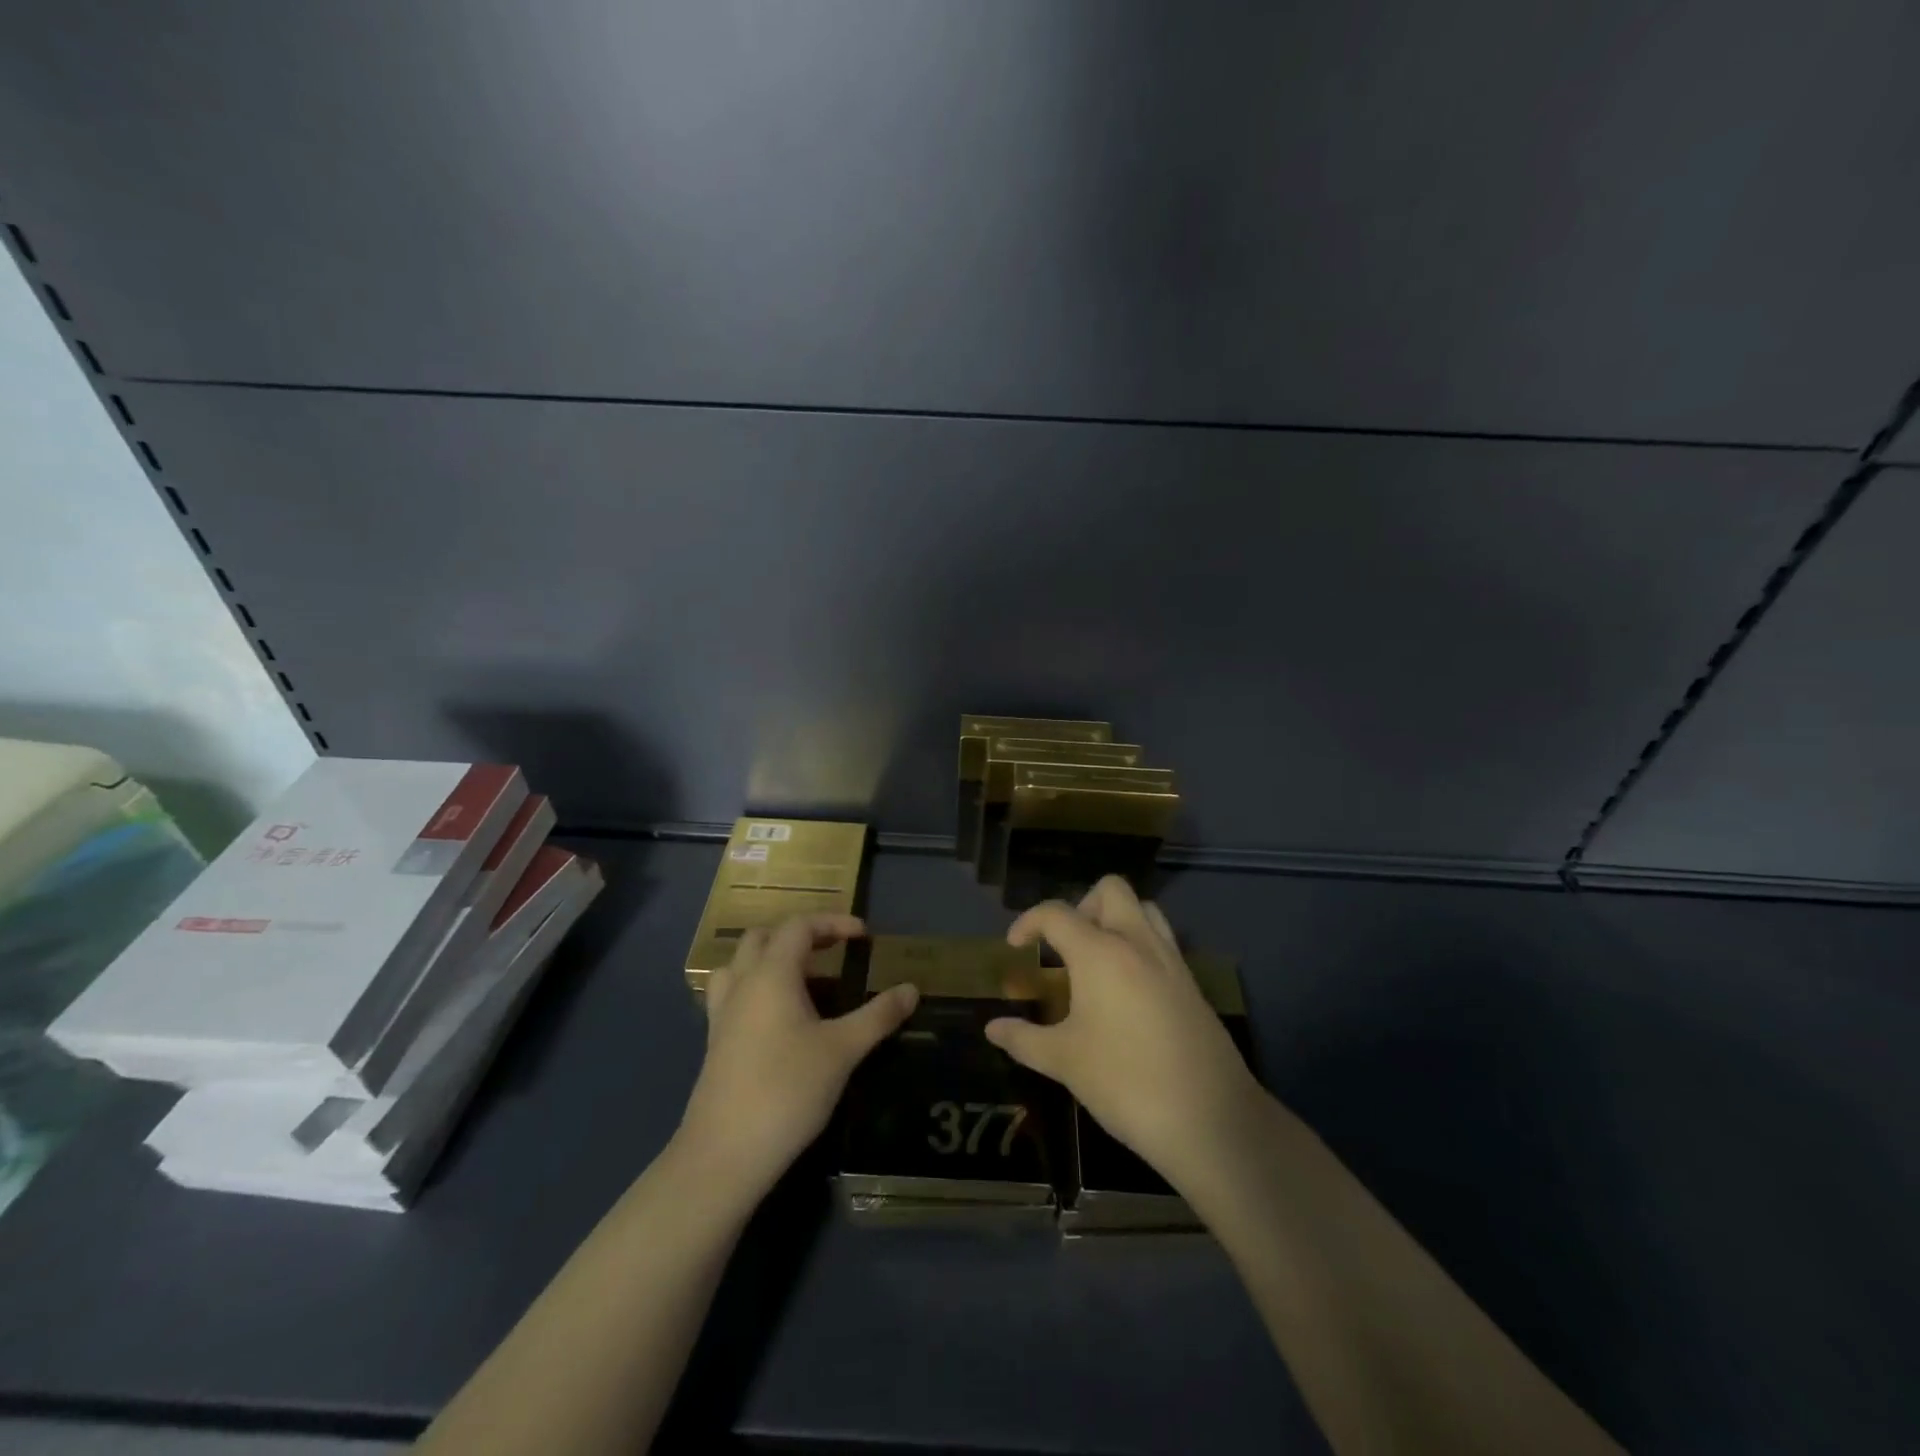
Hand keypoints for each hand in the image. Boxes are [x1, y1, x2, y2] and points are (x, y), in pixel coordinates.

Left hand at [677, 914, 917, 1204]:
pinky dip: (758, 988)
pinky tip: (781, 1019)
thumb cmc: (787, 1090)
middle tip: (834, 951)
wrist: (724, 1154)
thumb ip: (878, 1016)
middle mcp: (743, 984)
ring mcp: (723, 1014)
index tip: (864, 937)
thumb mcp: (843, 1050)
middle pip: (764, 937)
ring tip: (805, 980)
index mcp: (771, 974)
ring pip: (741, 964)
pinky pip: (734, 995)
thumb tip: (912, 989)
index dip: (833, 922)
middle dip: (801, 935)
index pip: (799, 926)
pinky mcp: (716, 1043)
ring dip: (771, 959)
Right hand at [986, 877, 1263, 1196]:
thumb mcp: (1064, 1061)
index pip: (1057, 912)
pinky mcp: (1192, 983)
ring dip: (1116, 919)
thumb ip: (1024, 1039)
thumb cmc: (1125, 1082)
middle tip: (1065, 946)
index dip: (1028, 922)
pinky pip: (1162, 942)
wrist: (1209, 1118)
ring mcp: (1171, 960)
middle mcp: (1137, 942)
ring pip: (1144, 909)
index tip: (1015, 947)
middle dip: (1081, 905)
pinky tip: (1127, 991)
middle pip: (1110, 890)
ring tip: (1096, 960)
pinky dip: (1139, 946)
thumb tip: (992, 1028)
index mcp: (1100, 952)